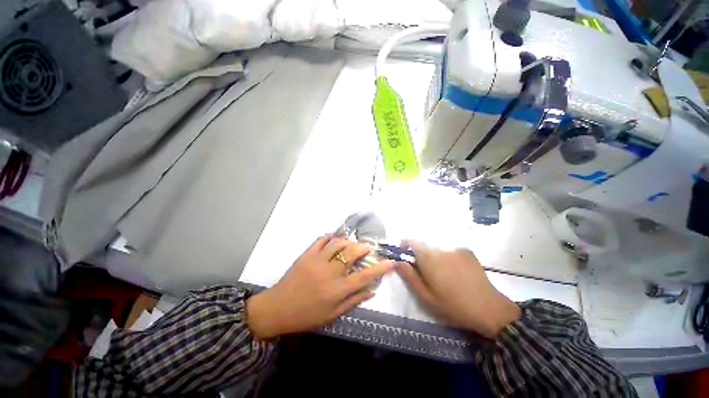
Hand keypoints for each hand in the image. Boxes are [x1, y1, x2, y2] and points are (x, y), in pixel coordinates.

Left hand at [246, 235, 396, 338]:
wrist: (278, 309)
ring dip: (348, 241)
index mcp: (337, 290)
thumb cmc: (307, 316)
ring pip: (338, 243)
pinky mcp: (306, 254)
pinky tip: (334, 239)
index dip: (380, 268)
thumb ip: (354, 301)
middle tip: (368, 247)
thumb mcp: (333, 315)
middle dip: (364, 247)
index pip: (365, 276)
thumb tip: (372, 290)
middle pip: (352, 253)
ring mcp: (317, 261)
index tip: (391, 261)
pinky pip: (321, 239)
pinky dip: (330, 236)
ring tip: (352, 244)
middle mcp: (330, 273)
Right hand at [396, 241, 520, 338]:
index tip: (406, 257)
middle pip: (425, 248)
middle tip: (428, 276)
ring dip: (436, 260)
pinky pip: (450, 252)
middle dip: (422, 258)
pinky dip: (449, 259)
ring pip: (438, 250)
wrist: (489, 309)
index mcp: (429, 258)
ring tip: (446, 278)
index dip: (405, 246)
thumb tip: (398, 261)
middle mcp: (441, 249)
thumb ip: (409, 276)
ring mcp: (455, 249)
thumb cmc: (453, 306)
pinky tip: (458, 274)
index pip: (411, 241)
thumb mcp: (426, 296)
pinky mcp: (467, 251)